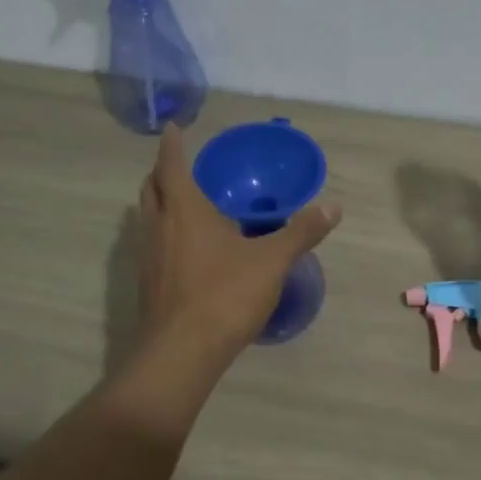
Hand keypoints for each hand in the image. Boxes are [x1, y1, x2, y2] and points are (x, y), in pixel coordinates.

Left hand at [136, 124, 341, 357]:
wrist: (181, 353)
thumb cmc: (225, 294)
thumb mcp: (272, 261)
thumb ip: (301, 232)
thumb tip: (333, 207)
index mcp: (184, 209)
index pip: (171, 164)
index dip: (171, 143)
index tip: (172, 127)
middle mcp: (158, 225)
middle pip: (150, 187)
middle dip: (162, 171)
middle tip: (180, 165)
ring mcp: (148, 256)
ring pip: (147, 217)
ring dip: (160, 202)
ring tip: (184, 202)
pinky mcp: (147, 283)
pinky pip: (151, 243)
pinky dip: (164, 232)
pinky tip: (187, 248)